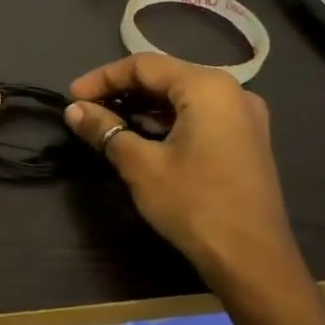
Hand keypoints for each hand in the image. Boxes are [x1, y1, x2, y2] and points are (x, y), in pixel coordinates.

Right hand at [63, 54, 304, 290]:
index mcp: (207, 87)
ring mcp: (244, 116)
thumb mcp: (141, 166)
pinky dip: (167, 120)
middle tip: (86, 110)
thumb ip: (105, 130)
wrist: (253, 259)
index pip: (144, 65)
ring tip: (108, 123)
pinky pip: (199, 115)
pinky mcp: (246, 139)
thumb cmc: (194, 204)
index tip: (71, 98)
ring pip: (182, 96)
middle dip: (122, 90)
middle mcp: (232, 91)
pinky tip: (143, 136)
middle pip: (165, 76)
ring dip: (143, 106)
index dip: (102, 78)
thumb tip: (73, 110)